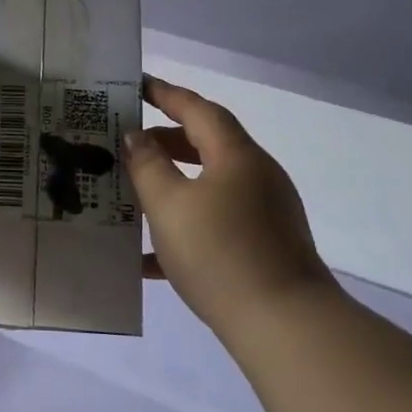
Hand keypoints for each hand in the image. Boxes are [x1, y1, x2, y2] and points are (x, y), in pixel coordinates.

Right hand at [123, 75, 333, 327]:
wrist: (284, 325)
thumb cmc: (220, 253)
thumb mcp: (169, 205)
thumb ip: (147, 165)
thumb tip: (135, 136)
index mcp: (237, 157)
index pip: (198, 110)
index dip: (166, 94)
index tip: (137, 85)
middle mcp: (256, 177)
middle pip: (207, 145)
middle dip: (165, 141)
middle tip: (126, 145)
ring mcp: (265, 213)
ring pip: (209, 185)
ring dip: (172, 184)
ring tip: (132, 194)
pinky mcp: (265, 246)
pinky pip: (217, 221)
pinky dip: (186, 224)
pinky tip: (149, 257)